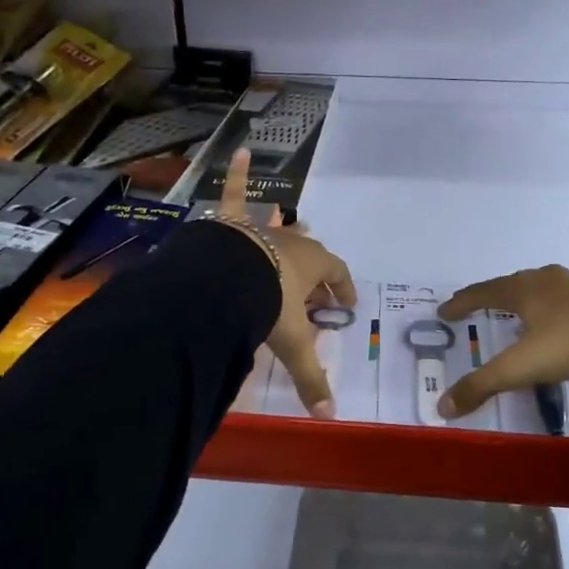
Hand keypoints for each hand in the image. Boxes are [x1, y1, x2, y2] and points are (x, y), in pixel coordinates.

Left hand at [219, 149, 355, 417]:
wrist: (224, 281)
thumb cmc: (266, 307)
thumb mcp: (291, 344)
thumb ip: (309, 378)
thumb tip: (329, 417)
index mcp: (312, 267)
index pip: (337, 275)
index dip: (343, 289)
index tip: (344, 304)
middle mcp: (291, 243)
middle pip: (310, 254)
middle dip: (314, 271)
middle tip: (311, 292)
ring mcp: (261, 229)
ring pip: (279, 228)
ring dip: (284, 232)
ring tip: (287, 227)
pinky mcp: (231, 222)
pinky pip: (233, 193)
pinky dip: (235, 174)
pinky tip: (238, 150)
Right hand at [435, 246, 568, 418]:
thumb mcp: (520, 368)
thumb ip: (481, 386)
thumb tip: (442, 407)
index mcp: (521, 293)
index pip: (482, 294)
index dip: (462, 303)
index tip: (445, 312)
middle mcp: (545, 281)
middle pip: (511, 283)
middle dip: (493, 293)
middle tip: (479, 303)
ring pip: (548, 277)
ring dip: (532, 283)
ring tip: (523, 288)